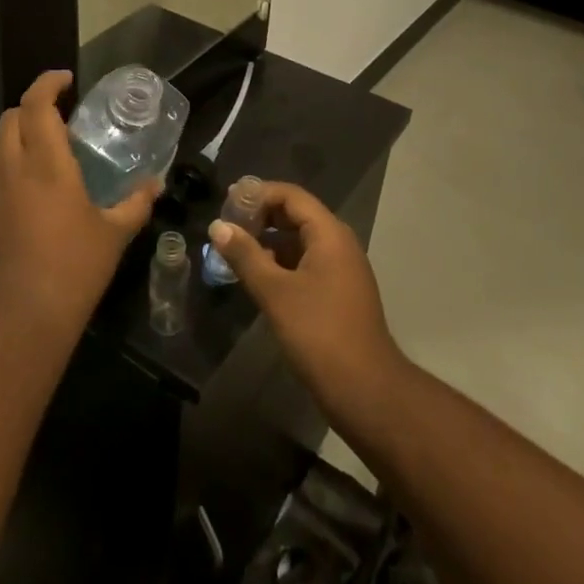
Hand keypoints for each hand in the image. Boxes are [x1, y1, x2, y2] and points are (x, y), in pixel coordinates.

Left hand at [0, 71, 158, 342]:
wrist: (20, 319)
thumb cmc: (74, 270)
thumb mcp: (114, 235)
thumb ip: (136, 203)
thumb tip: (156, 183)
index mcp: (46, 164)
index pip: (37, 104)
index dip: (48, 83)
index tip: (67, 79)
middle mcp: (12, 168)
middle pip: (12, 117)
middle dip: (33, 105)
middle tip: (60, 115)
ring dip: (18, 133)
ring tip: (44, 148)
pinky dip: (7, 162)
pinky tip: (27, 187)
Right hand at [210, 182, 405, 420]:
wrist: (365, 390)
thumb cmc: (319, 333)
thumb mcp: (275, 292)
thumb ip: (245, 255)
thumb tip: (218, 226)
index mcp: (329, 234)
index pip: (292, 196)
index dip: (259, 193)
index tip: (227, 202)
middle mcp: (339, 244)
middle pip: (297, 214)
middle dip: (262, 215)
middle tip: (227, 224)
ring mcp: (341, 269)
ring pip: (300, 240)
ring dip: (269, 240)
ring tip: (235, 248)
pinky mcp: (338, 293)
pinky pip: (306, 262)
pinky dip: (281, 261)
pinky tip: (257, 275)